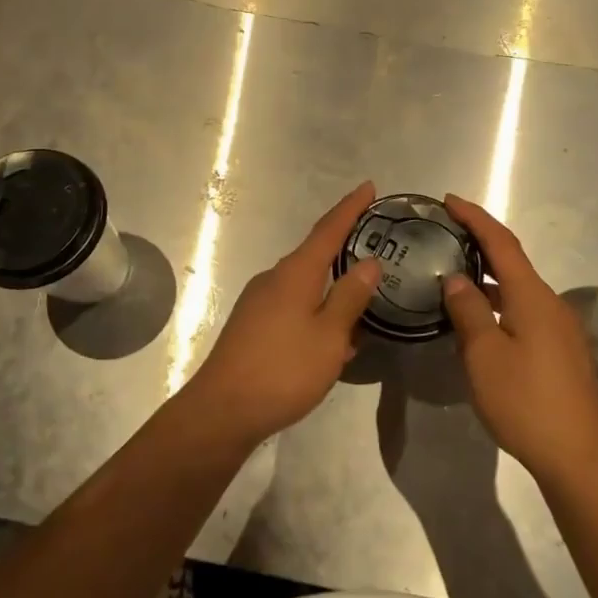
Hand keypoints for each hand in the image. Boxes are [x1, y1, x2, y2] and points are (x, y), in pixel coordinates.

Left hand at [183, 181, 382, 449]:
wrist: (222, 410)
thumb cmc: (283, 370)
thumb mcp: (329, 336)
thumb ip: (350, 297)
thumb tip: (369, 262)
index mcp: (295, 273)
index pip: (328, 230)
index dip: (350, 207)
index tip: (369, 187)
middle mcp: (274, 278)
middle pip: (314, 254)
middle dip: (343, 247)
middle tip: (375, 245)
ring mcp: (259, 302)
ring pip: (304, 285)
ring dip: (331, 288)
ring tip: (361, 302)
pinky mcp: (252, 325)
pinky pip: (292, 306)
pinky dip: (316, 311)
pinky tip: (331, 338)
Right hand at [440, 193, 597, 484]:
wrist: (580, 457)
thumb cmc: (526, 401)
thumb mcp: (484, 355)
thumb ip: (468, 311)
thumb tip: (456, 279)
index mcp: (532, 296)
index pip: (501, 243)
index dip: (475, 218)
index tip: (449, 201)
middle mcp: (550, 304)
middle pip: (512, 263)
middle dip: (479, 246)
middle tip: (445, 238)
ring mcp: (560, 330)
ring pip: (518, 292)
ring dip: (488, 281)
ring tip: (453, 279)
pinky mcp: (561, 353)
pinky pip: (524, 313)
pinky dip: (499, 306)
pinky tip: (479, 324)